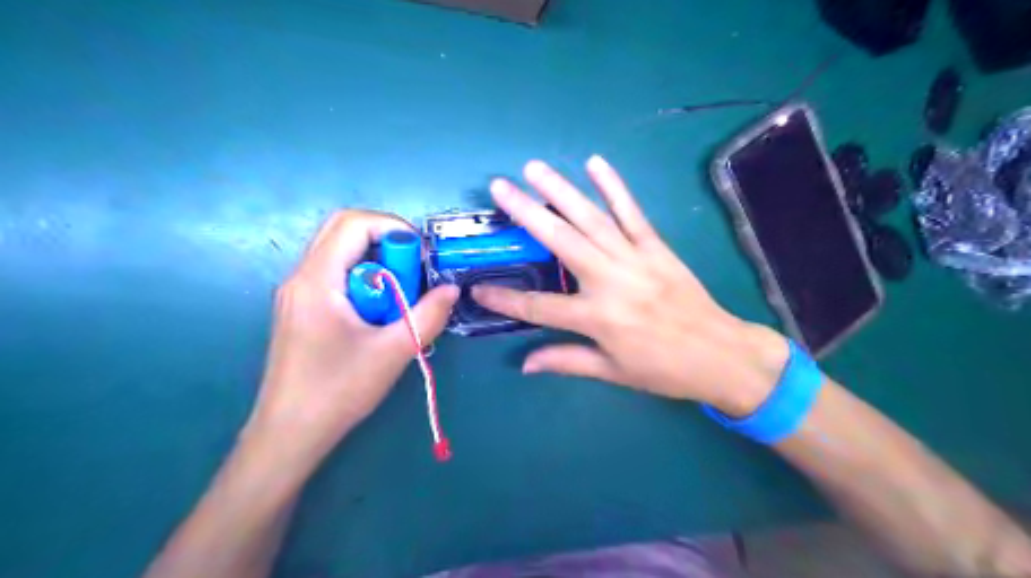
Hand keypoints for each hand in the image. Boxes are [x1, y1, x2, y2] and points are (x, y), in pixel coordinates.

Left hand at [243, 210, 455, 463]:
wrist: (289, 434)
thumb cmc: (338, 391)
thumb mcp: (393, 352)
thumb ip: (428, 316)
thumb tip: (451, 289)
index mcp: (317, 280)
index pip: (352, 223)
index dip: (393, 226)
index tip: (421, 256)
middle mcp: (301, 277)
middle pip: (344, 231)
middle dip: (386, 241)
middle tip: (414, 271)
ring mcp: (298, 293)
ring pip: (341, 253)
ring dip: (377, 262)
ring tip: (400, 296)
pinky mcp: (302, 310)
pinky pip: (337, 276)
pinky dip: (365, 280)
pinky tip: (380, 313)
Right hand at [473, 156, 790, 411]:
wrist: (721, 355)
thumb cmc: (663, 369)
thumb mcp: (612, 372)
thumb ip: (566, 361)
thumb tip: (524, 363)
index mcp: (596, 318)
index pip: (538, 307)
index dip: (504, 299)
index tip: (477, 288)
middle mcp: (610, 281)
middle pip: (560, 241)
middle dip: (526, 213)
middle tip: (500, 187)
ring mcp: (634, 259)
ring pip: (591, 219)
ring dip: (561, 190)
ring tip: (535, 168)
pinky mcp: (656, 247)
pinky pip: (632, 213)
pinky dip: (614, 187)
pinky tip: (596, 164)